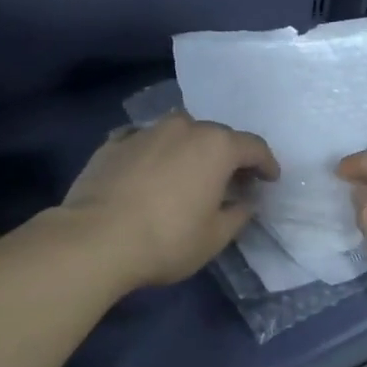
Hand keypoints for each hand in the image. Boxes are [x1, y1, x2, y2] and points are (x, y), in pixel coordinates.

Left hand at [62, 112, 279, 290]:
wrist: (95, 238)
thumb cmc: (166, 239)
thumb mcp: (214, 237)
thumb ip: (237, 214)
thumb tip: (246, 202)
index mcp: (215, 146)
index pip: (253, 146)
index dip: (266, 164)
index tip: (270, 179)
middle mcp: (183, 127)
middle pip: (215, 136)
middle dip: (227, 156)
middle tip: (231, 181)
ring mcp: (145, 131)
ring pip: (178, 134)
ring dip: (188, 150)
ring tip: (188, 174)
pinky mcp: (113, 142)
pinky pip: (144, 142)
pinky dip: (153, 154)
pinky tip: (148, 172)